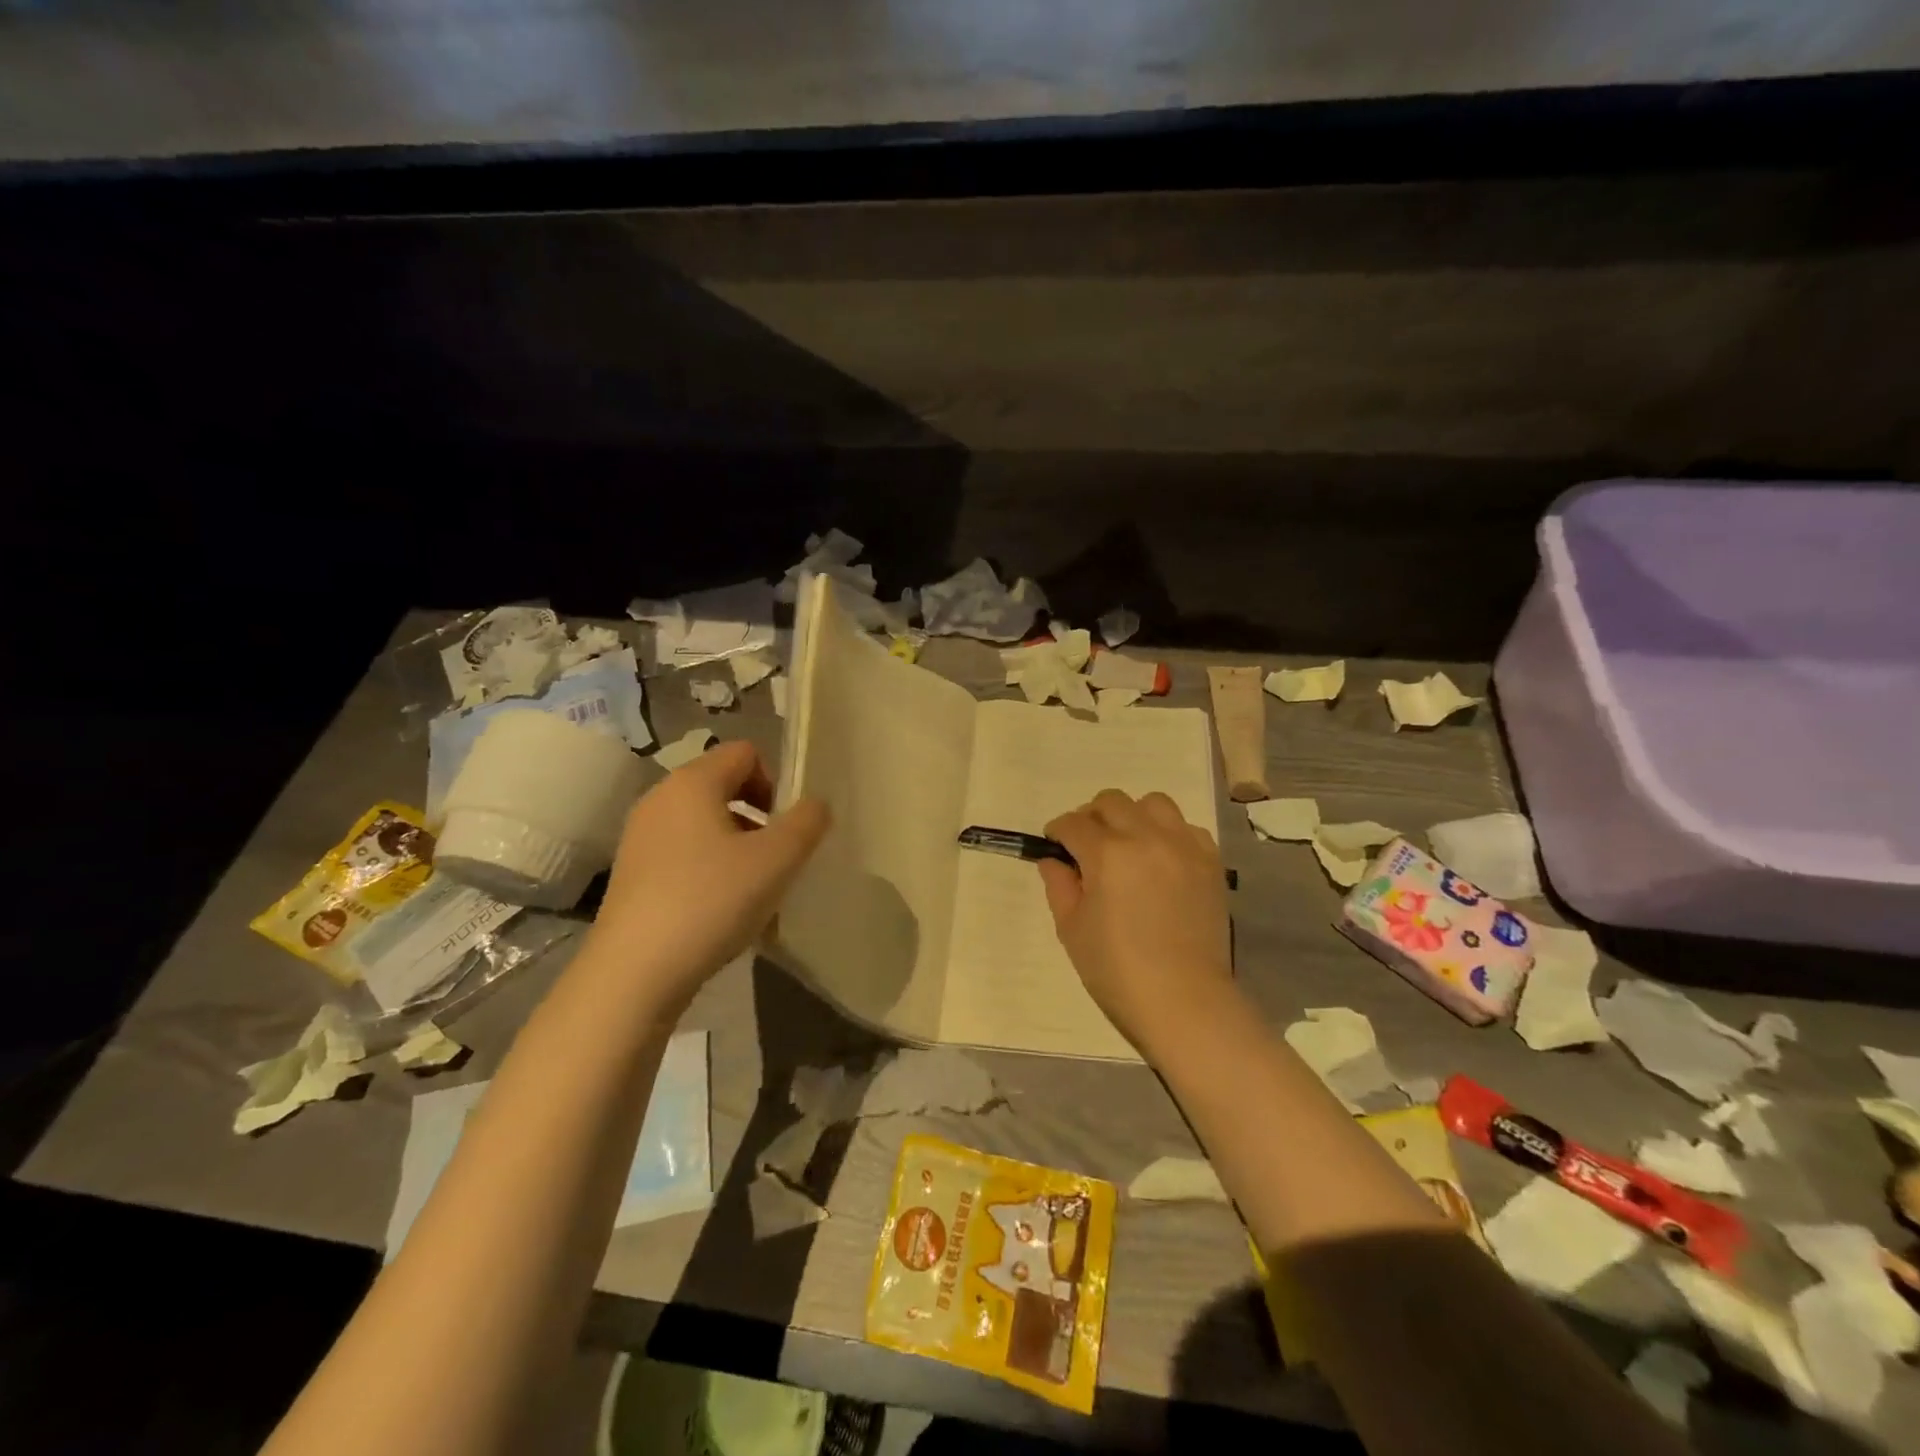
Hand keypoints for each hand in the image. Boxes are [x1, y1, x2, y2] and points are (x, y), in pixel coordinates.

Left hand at [582, 740, 828, 1013]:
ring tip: (752, 890)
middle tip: (775, 859)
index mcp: (693, 782)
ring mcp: (640, 836)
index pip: (745, 753)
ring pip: (705, 823)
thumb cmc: (710, 902)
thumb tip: (816, 804)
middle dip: (758, 816)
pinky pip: (684, 852)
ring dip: (737, 845)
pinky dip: (709, 868)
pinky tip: (720, 910)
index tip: (786, 827)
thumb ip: (806, 823)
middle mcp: (661, 798)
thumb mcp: (776, 861)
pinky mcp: (632, 872)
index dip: (776, 781)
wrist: (633, 973)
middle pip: (723, 785)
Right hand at [1038, 790, 1233, 1057]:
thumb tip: (1054, 861)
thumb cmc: (1117, 971)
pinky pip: (1186, 827)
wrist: (1184, 1000)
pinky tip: (1161, 861)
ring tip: (1128, 845)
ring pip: (1153, 803)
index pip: (1073, 824)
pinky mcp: (1209, 862)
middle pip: (1111, 802)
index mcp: (1107, 854)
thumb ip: (1059, 886)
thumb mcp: (1072, 930)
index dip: (1058, 832)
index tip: (1055, 846)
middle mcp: (1146, 838)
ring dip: (1133, 816)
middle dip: (1091, 818)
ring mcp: (1183, 846)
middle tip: (1087, 846)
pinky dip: (1168, 834)